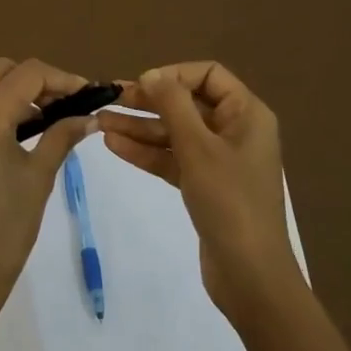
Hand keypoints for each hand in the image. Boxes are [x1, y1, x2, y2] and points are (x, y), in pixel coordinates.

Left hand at [0, 58, 100, 324]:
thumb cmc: (6, 228)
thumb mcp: (39, 177)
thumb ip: (62, 137)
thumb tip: (89, 117)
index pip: (29, 74)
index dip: (62, 79)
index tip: (88, 95)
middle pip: (3, 72)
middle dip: (38, 81)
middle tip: (67, 104)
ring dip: (18, 94)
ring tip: (50, 120)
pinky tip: (21, 136)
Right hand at [99, 62, 303, 319]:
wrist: (249, 275)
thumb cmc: (229, 201)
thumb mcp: (198, 147)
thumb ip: (173, 105)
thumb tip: (151, 74)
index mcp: (246, 113)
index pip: (208, 75)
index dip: (173, 75)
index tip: (141, 85)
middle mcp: (235, 130)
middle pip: (187, 103)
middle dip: (148, 102)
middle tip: (110, 100)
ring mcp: (220, 160)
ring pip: (175, 132)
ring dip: (140, 127)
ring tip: (100, 123)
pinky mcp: (205, 186)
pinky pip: (173, 158)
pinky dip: (147, 152)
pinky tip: (114, 145)